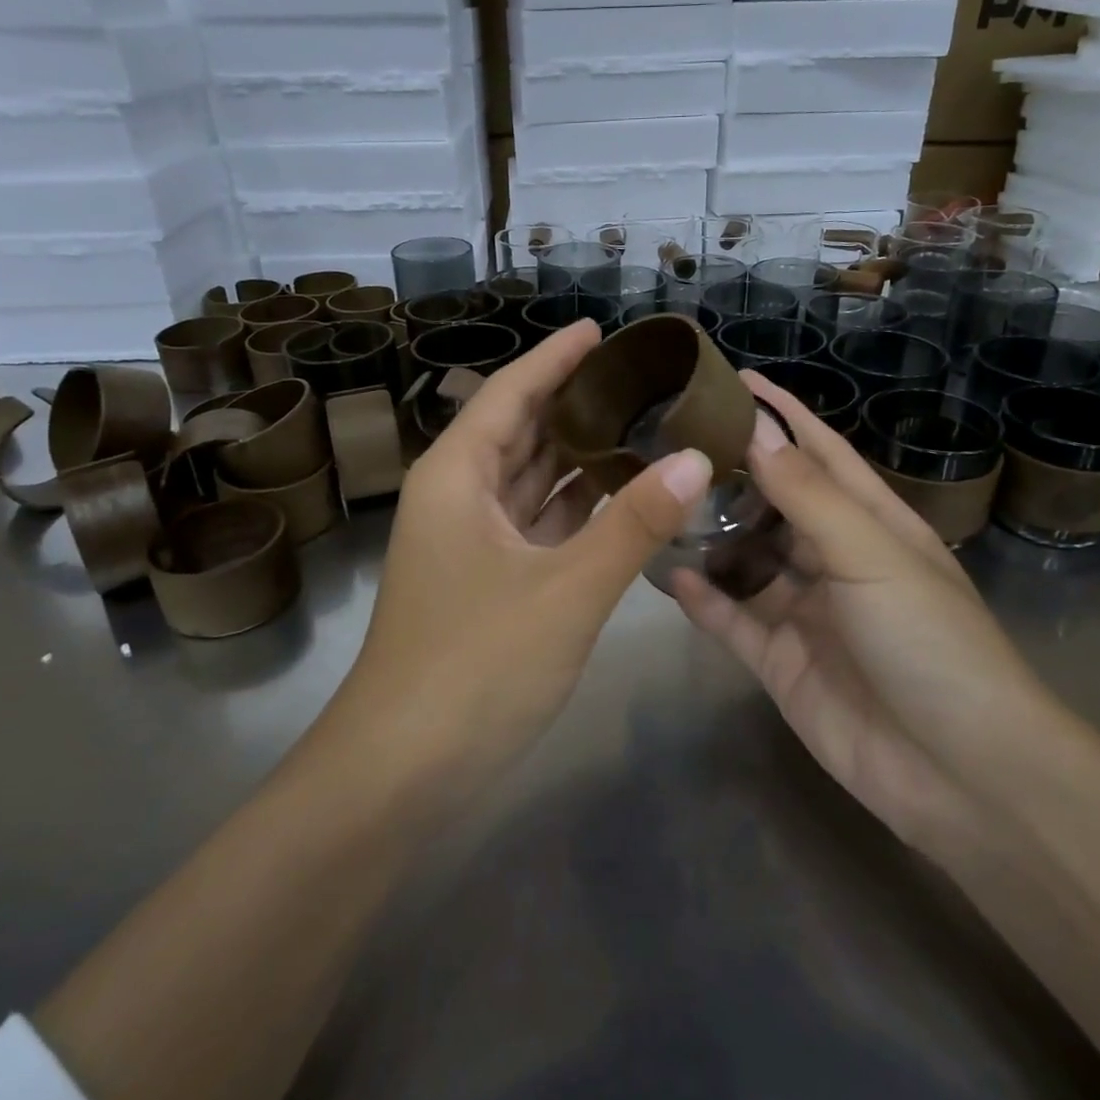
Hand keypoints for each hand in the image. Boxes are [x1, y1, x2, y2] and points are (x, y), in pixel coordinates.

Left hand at [329, 320, 712, 800]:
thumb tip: (697, 459)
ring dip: (577, 455)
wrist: (402, 770)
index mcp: (458, 476)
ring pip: (528, 479)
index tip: (599, 329)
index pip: (510, 393)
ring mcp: (470, 543)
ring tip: (640, 422)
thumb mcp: (566, 590)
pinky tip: (618, 495)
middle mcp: (458, 498)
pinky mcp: (485, 582)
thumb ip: (633, 523)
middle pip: (519, 430)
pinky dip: (573, 506)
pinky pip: (535, 523)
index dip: (554, 358)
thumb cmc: (475, 665)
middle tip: (638, 375)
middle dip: (573, 402)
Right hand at [672, 371, 1047, 849]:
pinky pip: (731, 620)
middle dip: (731, 471)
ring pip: (746, 559)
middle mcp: (834, 558)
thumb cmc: (929, 641)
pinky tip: (667, 574)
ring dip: (709, 534)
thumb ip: (808, 494)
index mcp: (871, 522)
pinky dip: (703, 598)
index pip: (819, 451)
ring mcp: (805, 611)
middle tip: (670, 440)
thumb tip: (755, 429)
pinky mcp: (779, 661)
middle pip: (774, 502)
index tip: (733, 380)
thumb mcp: (872, 553)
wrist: (961, 773)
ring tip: (657, 500)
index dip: (782, 414)